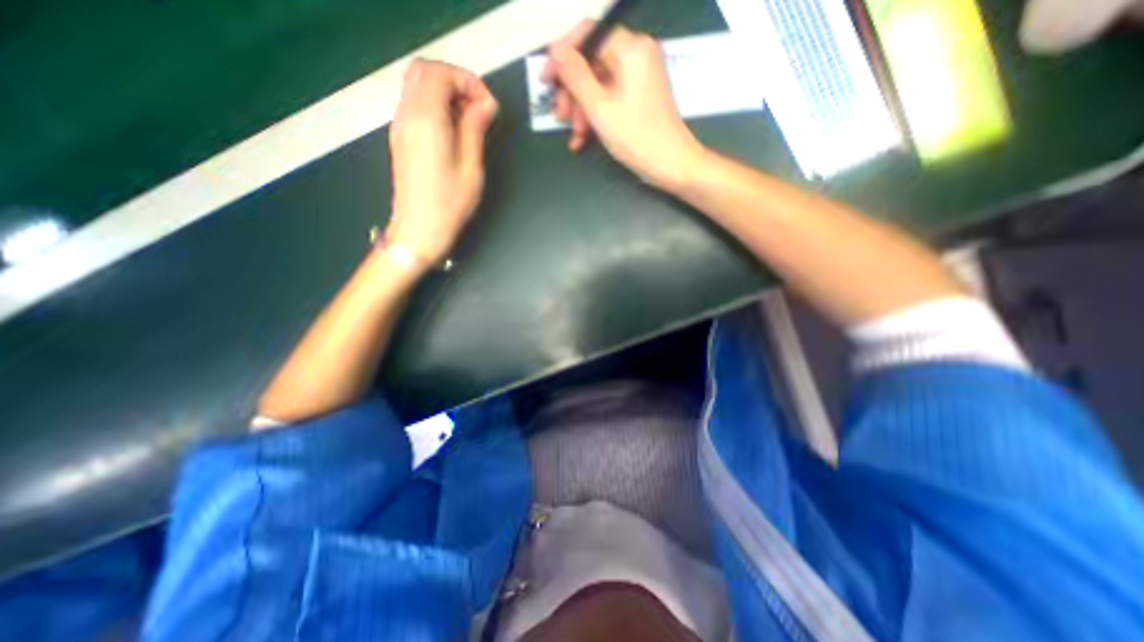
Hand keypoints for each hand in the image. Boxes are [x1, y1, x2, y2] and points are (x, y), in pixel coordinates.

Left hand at [385, 59, 498, 266]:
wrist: (418, 231)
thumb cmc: (449, 204)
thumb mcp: (471, 168)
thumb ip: (475, 129)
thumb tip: (485, 105)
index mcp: (426, 119)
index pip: (440, 73)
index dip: (468, 81)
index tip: (488, 107)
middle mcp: (407, 114)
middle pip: (424, 71)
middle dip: (455, 82)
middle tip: (478, 109)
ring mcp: (400, 126)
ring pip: (418, 87)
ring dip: (446, 94)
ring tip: (470, 123)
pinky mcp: (401, 139)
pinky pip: (416, 106)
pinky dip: (436, 107)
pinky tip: (454, 132)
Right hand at [541, 19, 707, 190]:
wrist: (671, 165)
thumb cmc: (636, 137)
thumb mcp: (600, 108)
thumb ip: (575, 76)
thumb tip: (555, 50)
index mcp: (631, 49)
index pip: (589, 35)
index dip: (562, 55)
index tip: (546, 81)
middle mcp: (636, 56)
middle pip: (592, 62)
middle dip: (572, 92)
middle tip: (559, 116)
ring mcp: (638, 78)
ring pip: (598, 85)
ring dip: (581, 110)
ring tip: (575, 136)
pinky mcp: (638, 98)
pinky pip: (610, 99)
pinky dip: (595, 116)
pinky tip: (583, 140)